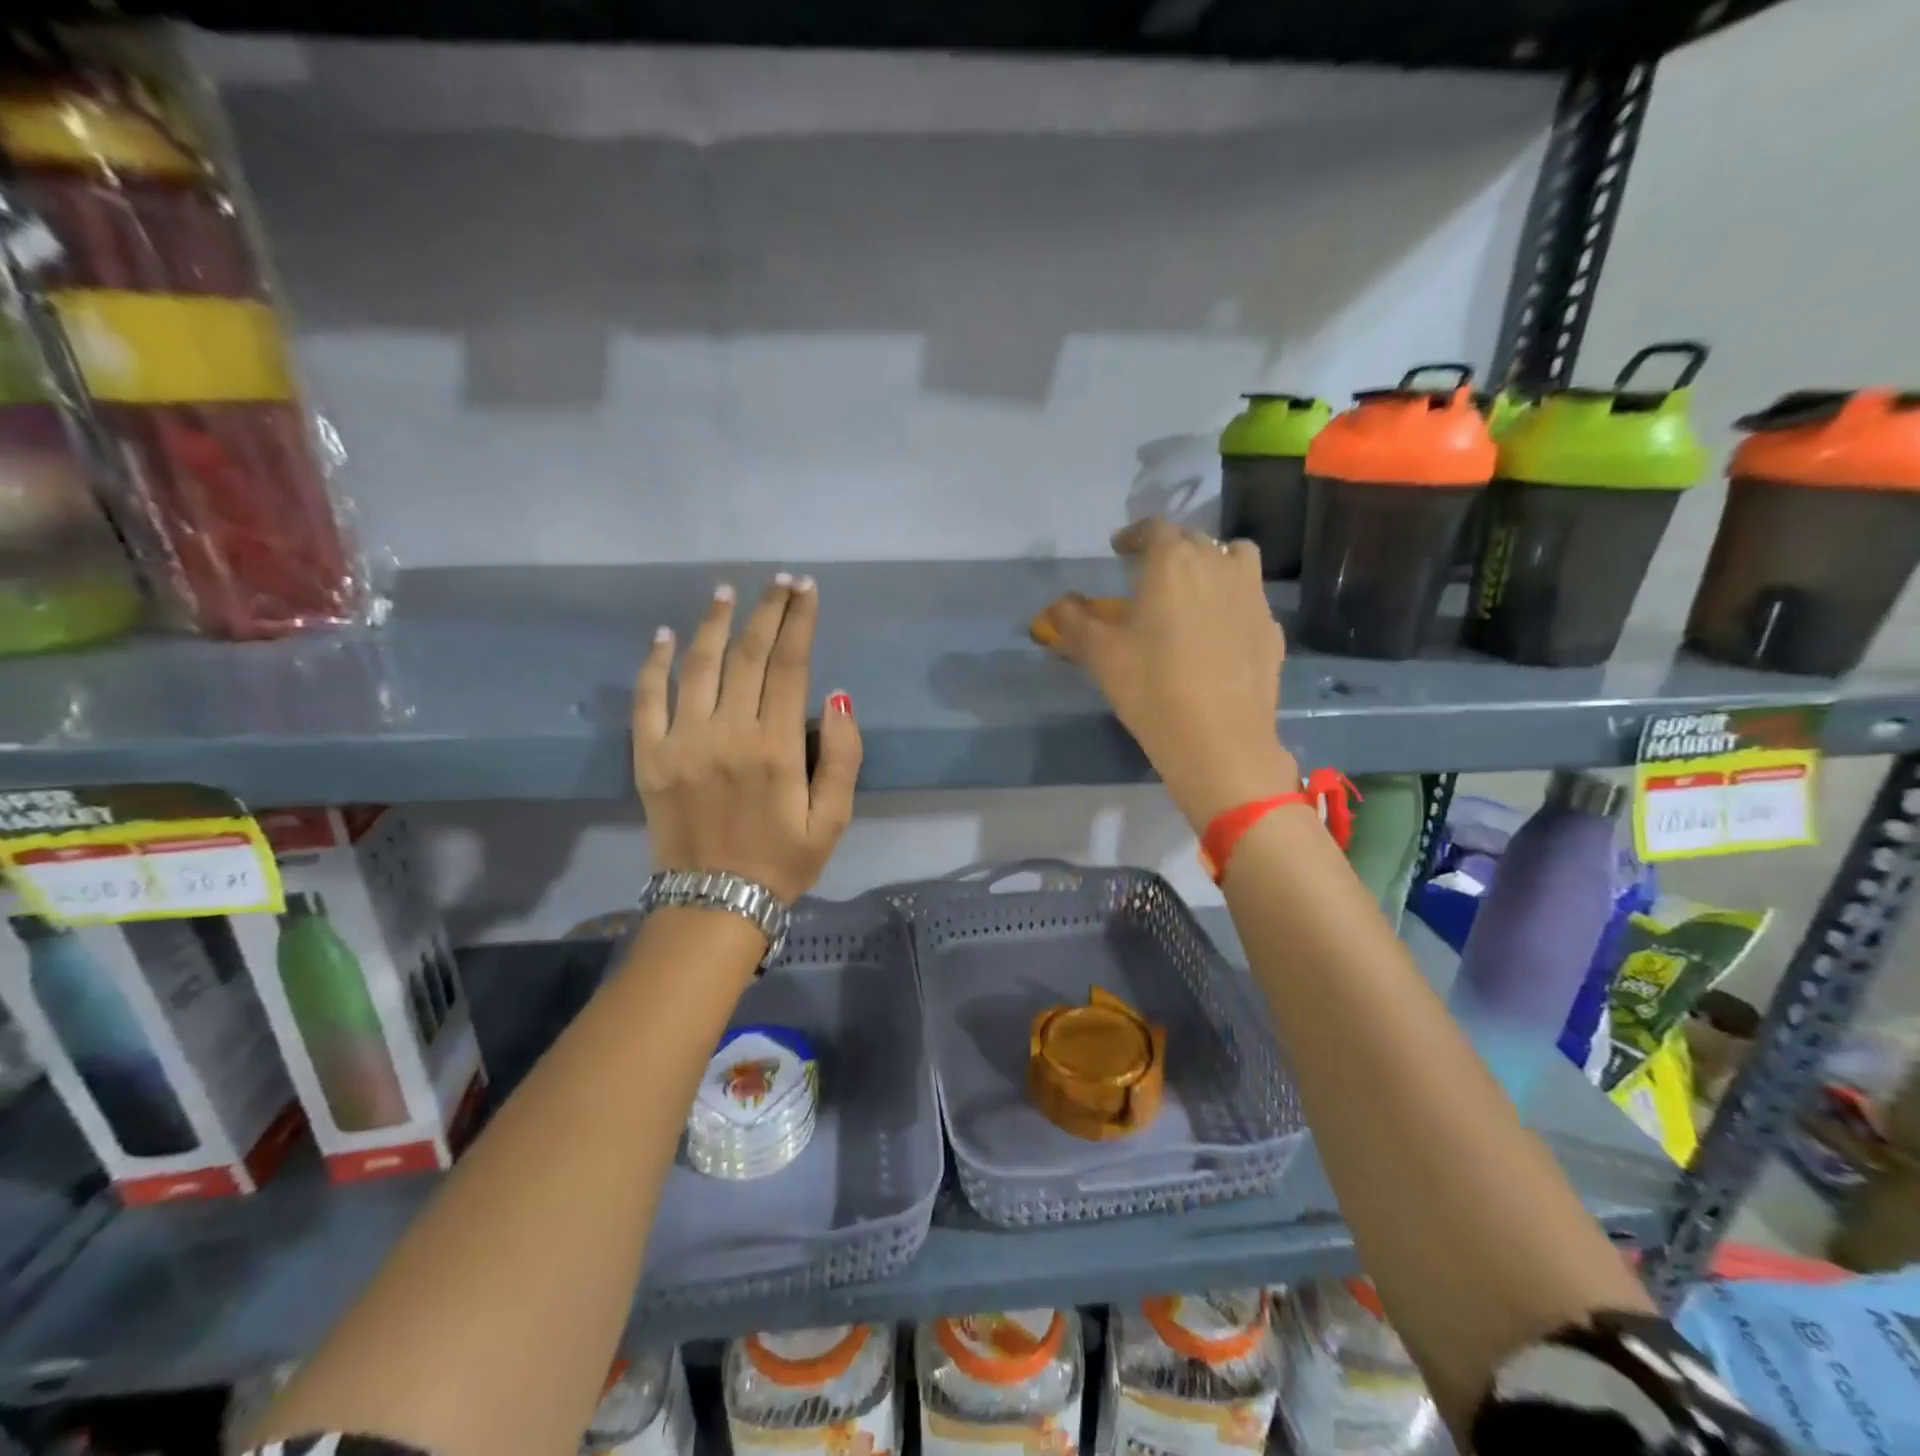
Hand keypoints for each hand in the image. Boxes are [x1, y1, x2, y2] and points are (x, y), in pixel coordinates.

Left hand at [634, 576, 860, 903]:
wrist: (715, 904)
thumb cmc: (783, 862)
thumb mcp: (833, 819)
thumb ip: (843, 756)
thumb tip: (837, 695)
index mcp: (775, 748)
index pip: (791, 666)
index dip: (800, 622)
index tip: (807, 589)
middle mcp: (727, 734)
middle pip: (747, 655)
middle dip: (767, 611)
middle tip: (779, 582)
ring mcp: (682, 743)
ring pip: (698, 666)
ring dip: (713, 623)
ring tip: (727, 592)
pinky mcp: (649, 757)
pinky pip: (647, 699)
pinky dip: (655, 663)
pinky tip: (665, 635)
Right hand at [1039, 519, 1296, 828]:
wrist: (1219, 741)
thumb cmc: (1152, 688)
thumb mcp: (1100, 655)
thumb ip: (1074, 621)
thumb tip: (1058, 605)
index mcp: (1173, 562)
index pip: (1154, 528)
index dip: (1134, 535)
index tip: (1120, 548)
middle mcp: (1218, 565)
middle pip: (1194, 539)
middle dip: (1169, 549)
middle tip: (1149, 572)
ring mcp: (1252, 596)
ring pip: (1234, 559)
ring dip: (1212, 563)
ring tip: (1194, 589)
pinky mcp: (1271, 628)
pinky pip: (1250, 599)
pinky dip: (1232, 602)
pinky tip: (1219, 632)